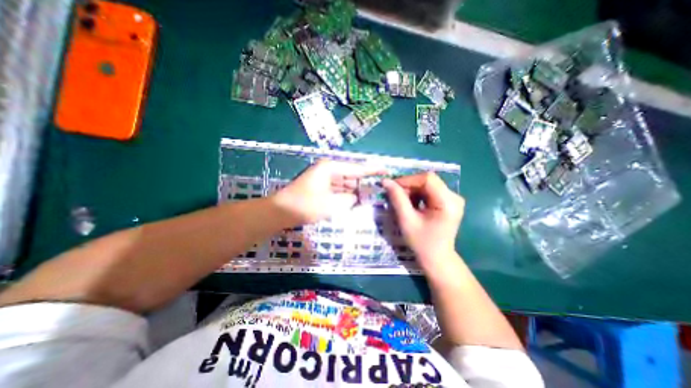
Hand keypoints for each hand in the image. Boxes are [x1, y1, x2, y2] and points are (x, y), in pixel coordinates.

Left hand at [273, 158, 386, 223]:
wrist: (281, 212)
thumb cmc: (305, 205)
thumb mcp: (332, 204)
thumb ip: (349, 200)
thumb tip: (355, 198)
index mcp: (330, 168)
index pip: (356, 168)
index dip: (372, 170)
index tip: (385, 170)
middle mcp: (327, 170)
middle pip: (351, 175)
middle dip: (363, 183)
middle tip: (378, 190)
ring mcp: (323, 179)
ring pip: (344, 183)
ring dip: (354, 190)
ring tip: (369, 196)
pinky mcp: (320, 188)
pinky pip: (337, 189)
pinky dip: (345, 195)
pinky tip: (354, 200)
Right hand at [381, 172, 466, 268]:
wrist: (436, 258)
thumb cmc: (421, 242)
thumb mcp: (406, 220)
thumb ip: (397, 198)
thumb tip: (385, 181)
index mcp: (448, 202)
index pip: (428, 179)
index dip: (408, 180)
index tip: (392, 186)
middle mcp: (454, 197)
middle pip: (428, 181)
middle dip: (409, 186)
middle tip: (394, 194)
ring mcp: (452, 199)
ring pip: (428, 184)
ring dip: (412, 190)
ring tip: (402, 201)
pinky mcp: (448, 202)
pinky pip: (430, 191)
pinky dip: (418, 195)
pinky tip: (411, 204)